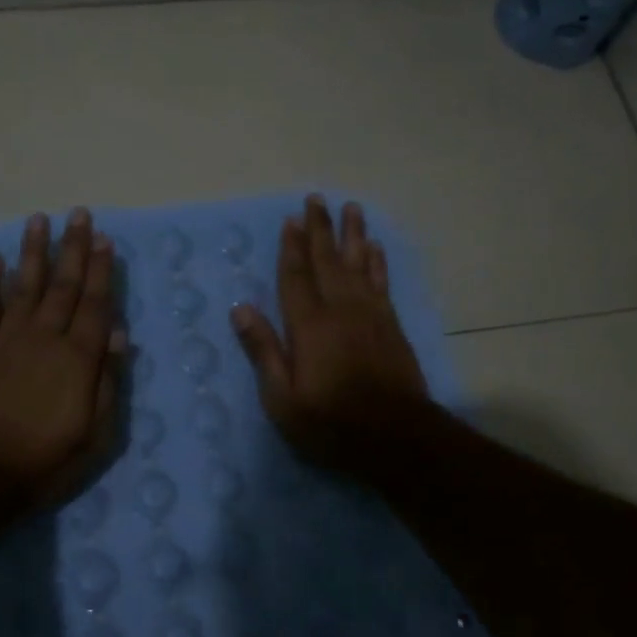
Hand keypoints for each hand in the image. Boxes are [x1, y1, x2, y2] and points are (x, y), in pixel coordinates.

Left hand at [0, 208, 125, 508]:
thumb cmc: (45, 460)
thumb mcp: (96, 434)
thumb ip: (108, 382)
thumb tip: (118, 335)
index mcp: (78, 358)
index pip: (95, 304)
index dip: (102, 270)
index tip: (105, 239)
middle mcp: (45, 337)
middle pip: (63, 285)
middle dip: (73, 248)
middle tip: (79, 214)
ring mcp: (7, 338)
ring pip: (24, 285)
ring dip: (33, 251)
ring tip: (39, 220)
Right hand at [230, 195, 427, 474]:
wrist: (396, 438)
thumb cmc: (331, 423)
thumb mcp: (282, 398)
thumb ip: (263, 350)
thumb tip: (240, 308)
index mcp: (309, 326)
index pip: (296, 277)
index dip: (291, 248)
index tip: (291, 219)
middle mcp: (340, 310)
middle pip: (328, 261)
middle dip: (320, 229)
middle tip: (317, 199)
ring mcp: (370, 316)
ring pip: (359, 265)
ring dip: (353, 235)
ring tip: (351, 208)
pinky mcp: (391, 326)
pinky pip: (382, 283)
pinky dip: (377, 263)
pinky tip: (375, 248)